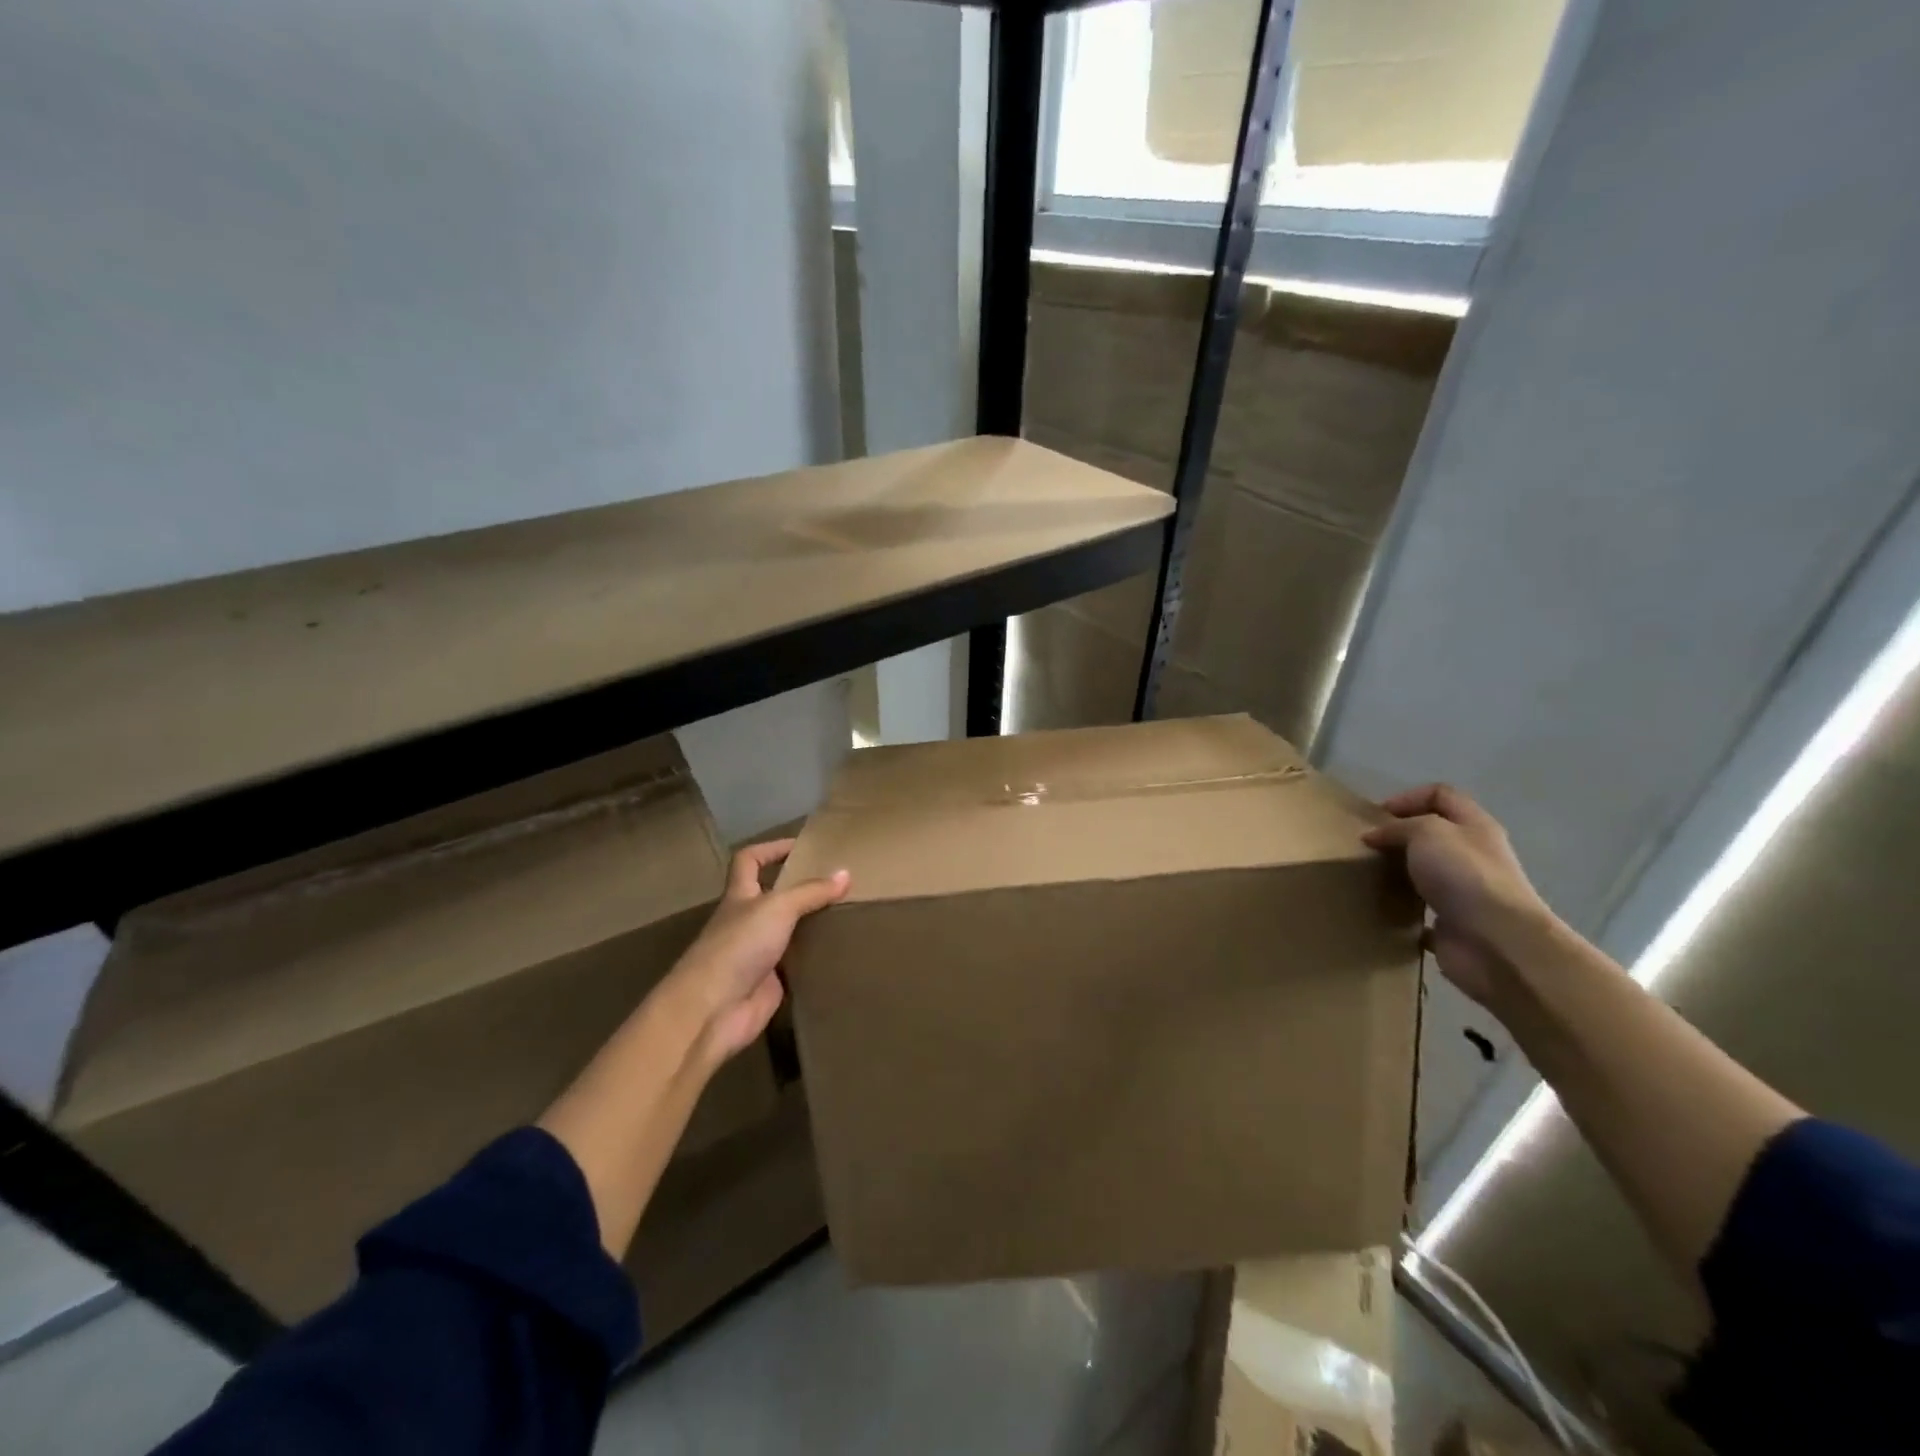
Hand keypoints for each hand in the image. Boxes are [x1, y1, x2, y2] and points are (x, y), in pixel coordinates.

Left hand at [667, 840, 849, 1064]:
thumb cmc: (738, 946)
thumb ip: (811, 891)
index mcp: (740, 896)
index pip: (749, 860)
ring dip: (811, 924)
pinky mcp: (769, 983)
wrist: (713, 1010)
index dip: (771, 848)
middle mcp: (746, 921)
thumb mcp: (778, 908)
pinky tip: (840, 951)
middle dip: (800, 888)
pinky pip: (797, 964)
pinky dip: (814, 958)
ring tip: (847, 913)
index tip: (802, 846)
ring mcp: (756, 954)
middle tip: (837, 882)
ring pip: (787, 931)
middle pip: (772, 896)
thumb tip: (846, 873)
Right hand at [1361, 784, 1554, 1006]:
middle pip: (1434, 834)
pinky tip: (1383, 910)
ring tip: (1370, 875)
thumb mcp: (1427, 832)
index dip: (1408, 797)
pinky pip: (1423, 913)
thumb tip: (1375, 837)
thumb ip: (1398, 827)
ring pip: (1427, 873)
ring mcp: (1466, 893)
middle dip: (1399, 836)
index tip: (1378, 816)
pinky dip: (1403, 911)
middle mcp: (1474, 856)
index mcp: (1475, 827)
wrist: (1497, 942)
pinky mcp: (1454, 925)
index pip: (1441, 795)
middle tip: (1369, 846)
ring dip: (1399, 873)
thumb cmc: (1464, 875)